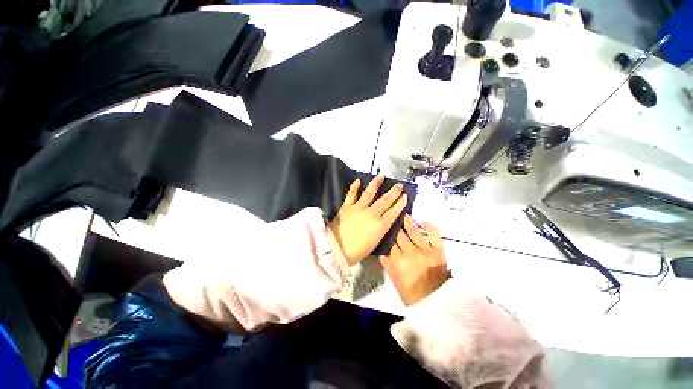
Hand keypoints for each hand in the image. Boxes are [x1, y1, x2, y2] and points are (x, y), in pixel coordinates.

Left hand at [329, 175, 407, 265]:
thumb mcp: (375, 243)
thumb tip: (385, 221)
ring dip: (376, 184)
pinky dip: (354, 187)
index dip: (400, 203)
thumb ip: (381, 229)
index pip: (393, 212)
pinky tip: (358, 181)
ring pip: (369, 193)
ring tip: (381, 176)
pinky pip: (351, 194)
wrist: (336, 249)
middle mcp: (371, 214)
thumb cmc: (357, 251)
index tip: (405, 196)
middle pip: (385, 201)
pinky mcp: (347, 206)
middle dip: (393, 192)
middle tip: (399, 186)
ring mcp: (358, 208)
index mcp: (380, 226)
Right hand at [380, 215, 448, 305]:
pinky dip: (429, 226)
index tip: (384, 226)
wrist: (436, 302)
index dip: (386, 233)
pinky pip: (434, 233)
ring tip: (403, 214)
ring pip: (414, 230)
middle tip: (392, 216)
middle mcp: (410, 252)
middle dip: (395, 225)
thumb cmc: (412, 293)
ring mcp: (425, 249)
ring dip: (408, 221)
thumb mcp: (394, 280)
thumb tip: (381, 249)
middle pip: (399, 234)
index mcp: (398, 261)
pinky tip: (423, 222)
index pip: (389, 242)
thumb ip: (387, 263)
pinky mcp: (438, 249)